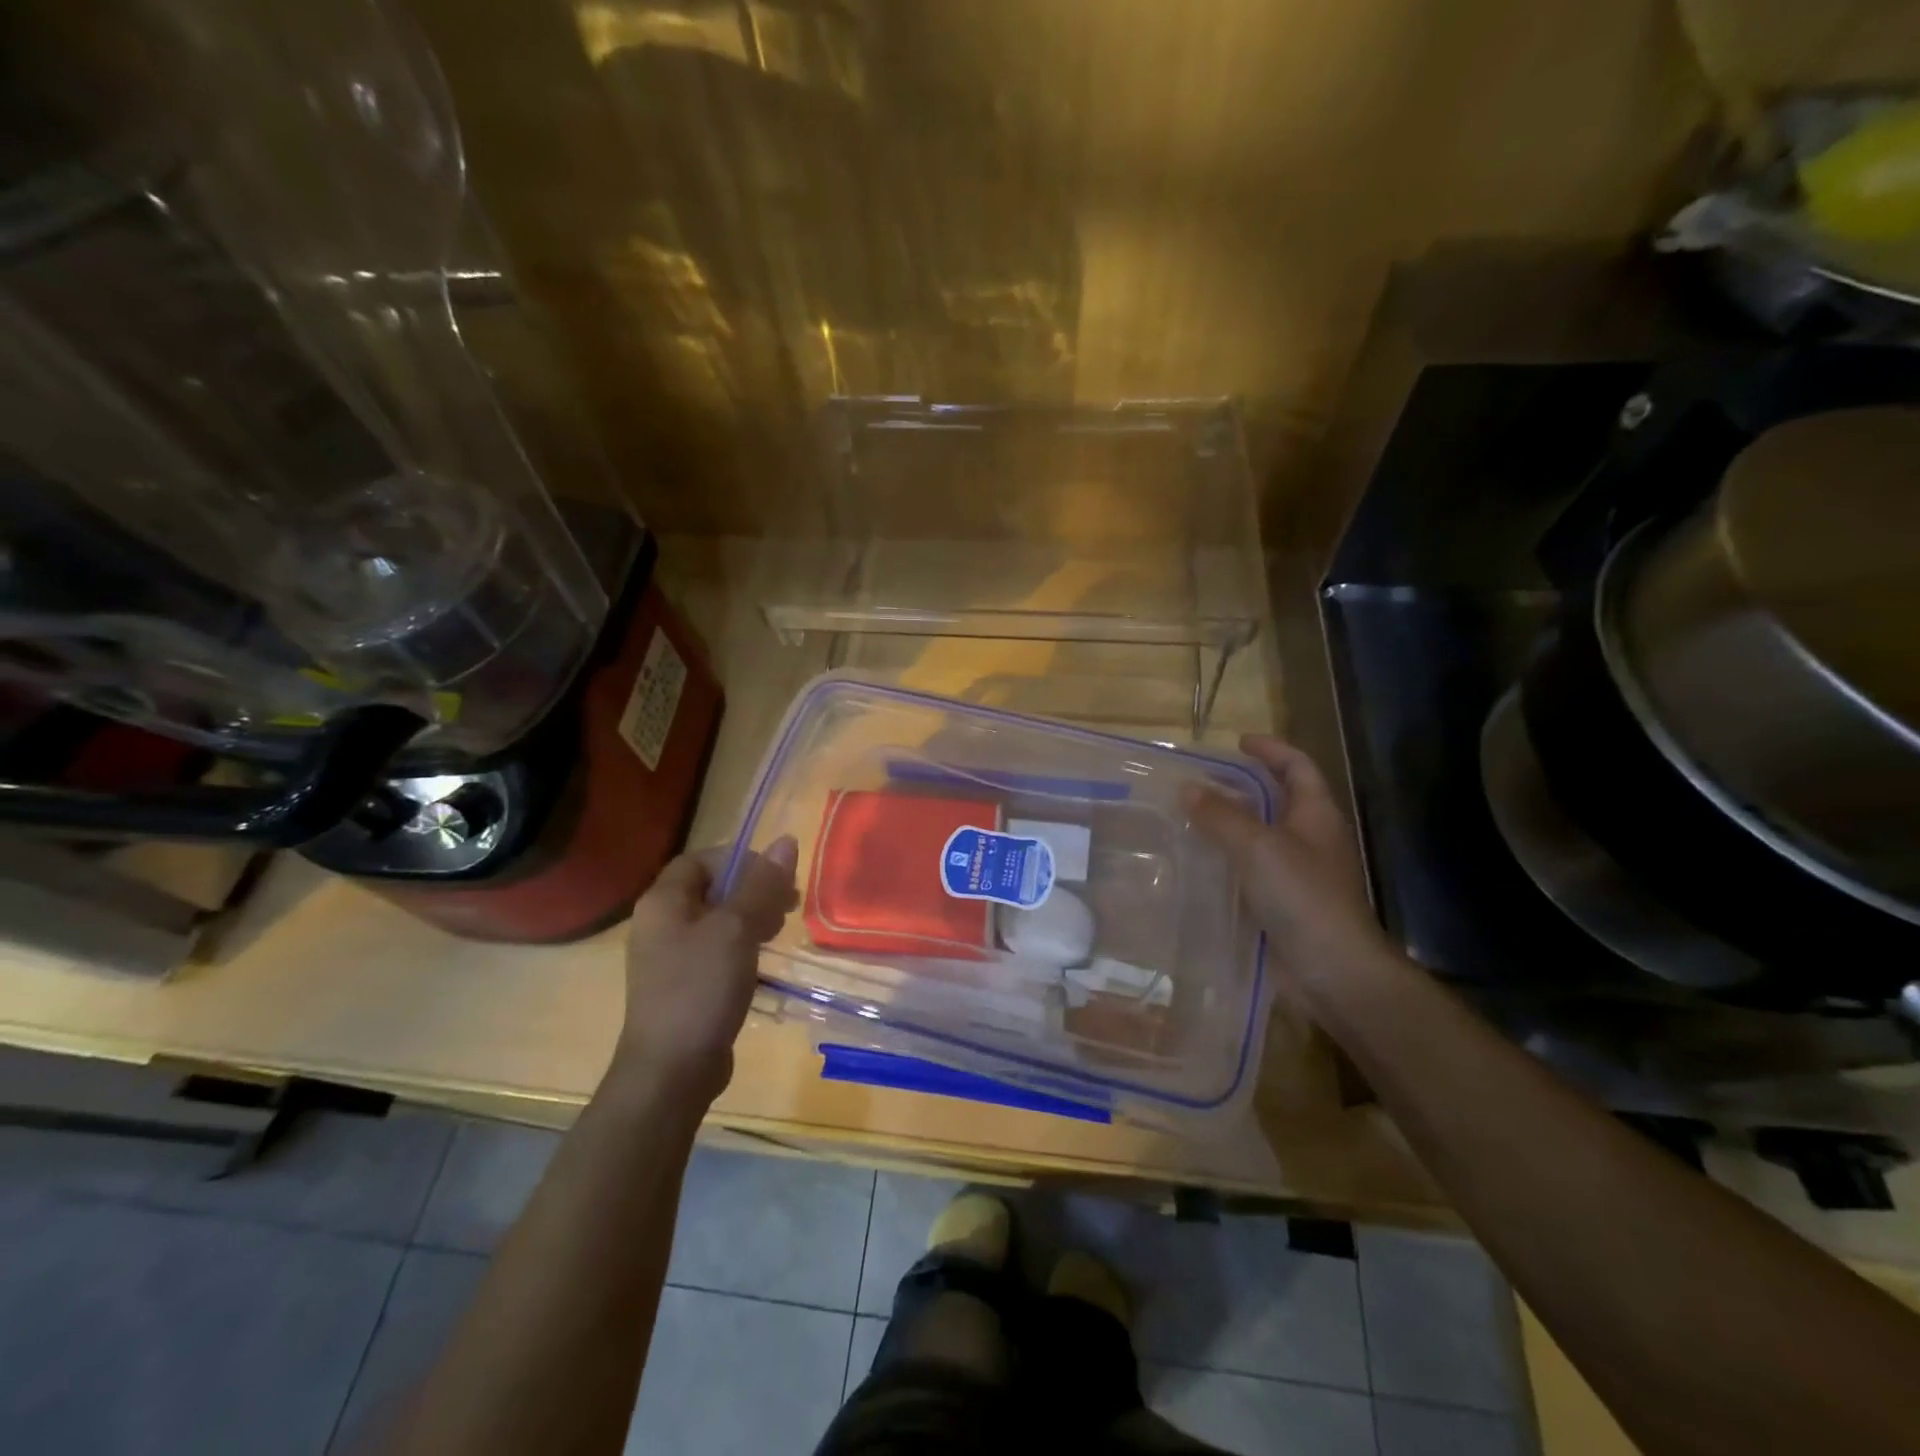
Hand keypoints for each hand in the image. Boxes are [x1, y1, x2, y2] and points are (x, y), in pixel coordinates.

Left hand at [615, 836, 797, 1103]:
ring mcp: (669, 957)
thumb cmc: (700, 989)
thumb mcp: (736, 929)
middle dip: (752, 889)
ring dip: (751, 916)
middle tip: (787, 903)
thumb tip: (786, 841)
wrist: (670, 1071)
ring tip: (779, 930)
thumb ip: (761, 884)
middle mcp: (660, 923)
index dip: (739, 859)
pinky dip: (741, 944)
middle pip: (711, 888)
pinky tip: (762, 958)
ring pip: (717, 919)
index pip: (701, 859)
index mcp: (663, 901)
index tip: (775, 876)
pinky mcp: (683, 984)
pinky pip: (715, 948)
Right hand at [1183, 735, 1393, 1009]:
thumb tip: (1187, 787)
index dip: (1271, 750)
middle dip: (1241, 787)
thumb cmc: (1303, 897)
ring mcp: (1296, 874)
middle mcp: (1309, 839)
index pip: (1297, 767)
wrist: (1333, 970)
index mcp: (1315, 815)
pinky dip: (1224, 861)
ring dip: (1227, 825)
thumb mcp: (1258, 847)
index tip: (1237, 742)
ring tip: (1186, 817)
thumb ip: (1221, 816)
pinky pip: (1248, 872)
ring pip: (1258, 837)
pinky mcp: (1280, 904)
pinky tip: (1195, 864)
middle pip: (1276, 800)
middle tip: (1199, 780)